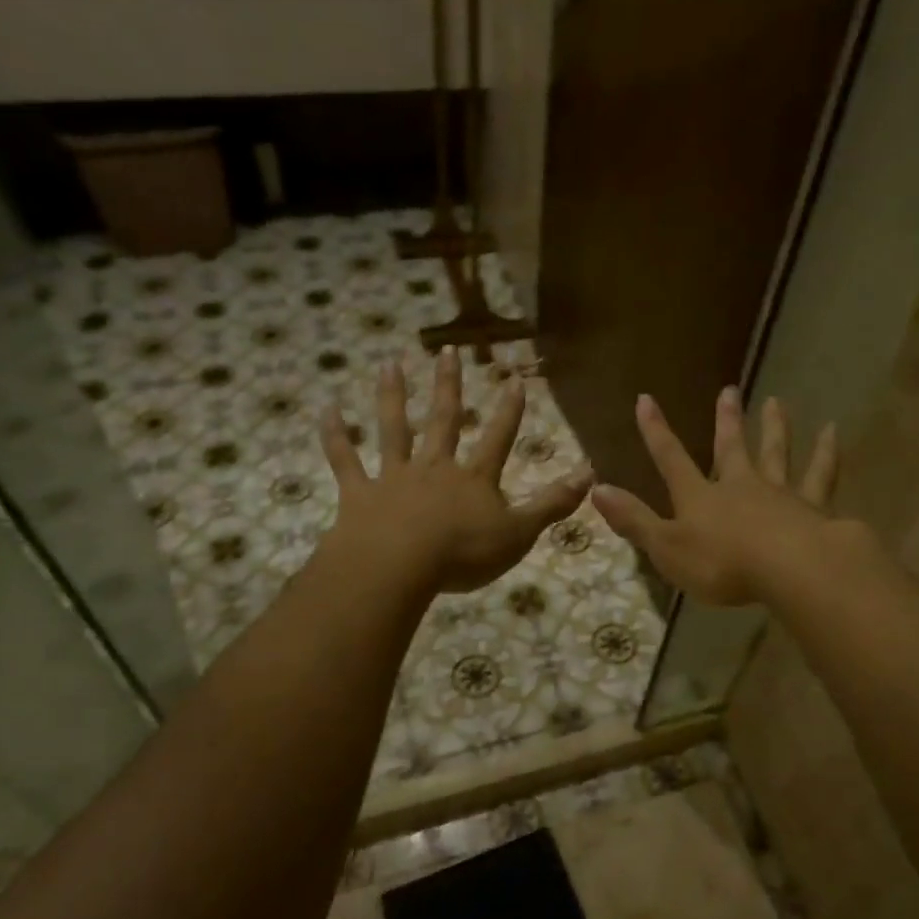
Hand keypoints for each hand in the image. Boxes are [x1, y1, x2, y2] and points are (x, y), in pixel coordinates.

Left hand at [320, 347, 592, 595]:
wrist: (399, 567)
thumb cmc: (463, 554)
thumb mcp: (519, 533)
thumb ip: (552, 504)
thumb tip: (591, 474)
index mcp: (473, 479)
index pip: (498, 438)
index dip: (509, 411)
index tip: (514, 379)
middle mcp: (434, 468)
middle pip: (444, 421)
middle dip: (448, 386)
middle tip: (448, 351)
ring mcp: (394, 477)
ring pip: (393, 429)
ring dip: (392, 396)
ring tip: (389, 365)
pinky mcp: (360, 494)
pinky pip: (345, 461)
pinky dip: (335, 437)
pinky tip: (327, 411)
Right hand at [592, 388, 839, 605]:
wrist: (790, 568)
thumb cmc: (722, 564)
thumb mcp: (667, 548)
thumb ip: (634, 520)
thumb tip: (596, 490)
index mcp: (700, 497)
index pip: (671, 459)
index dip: (656, 431)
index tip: (645, 399)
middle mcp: (739, 485)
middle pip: (731, 448)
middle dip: (727, 420)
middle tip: (730, 390)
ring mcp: (778, 493)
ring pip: (775, 453)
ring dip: (774, 427)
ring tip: (776, 402)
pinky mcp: (813, 507)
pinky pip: (820, 475)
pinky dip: (826, 453)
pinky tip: (832, 432)